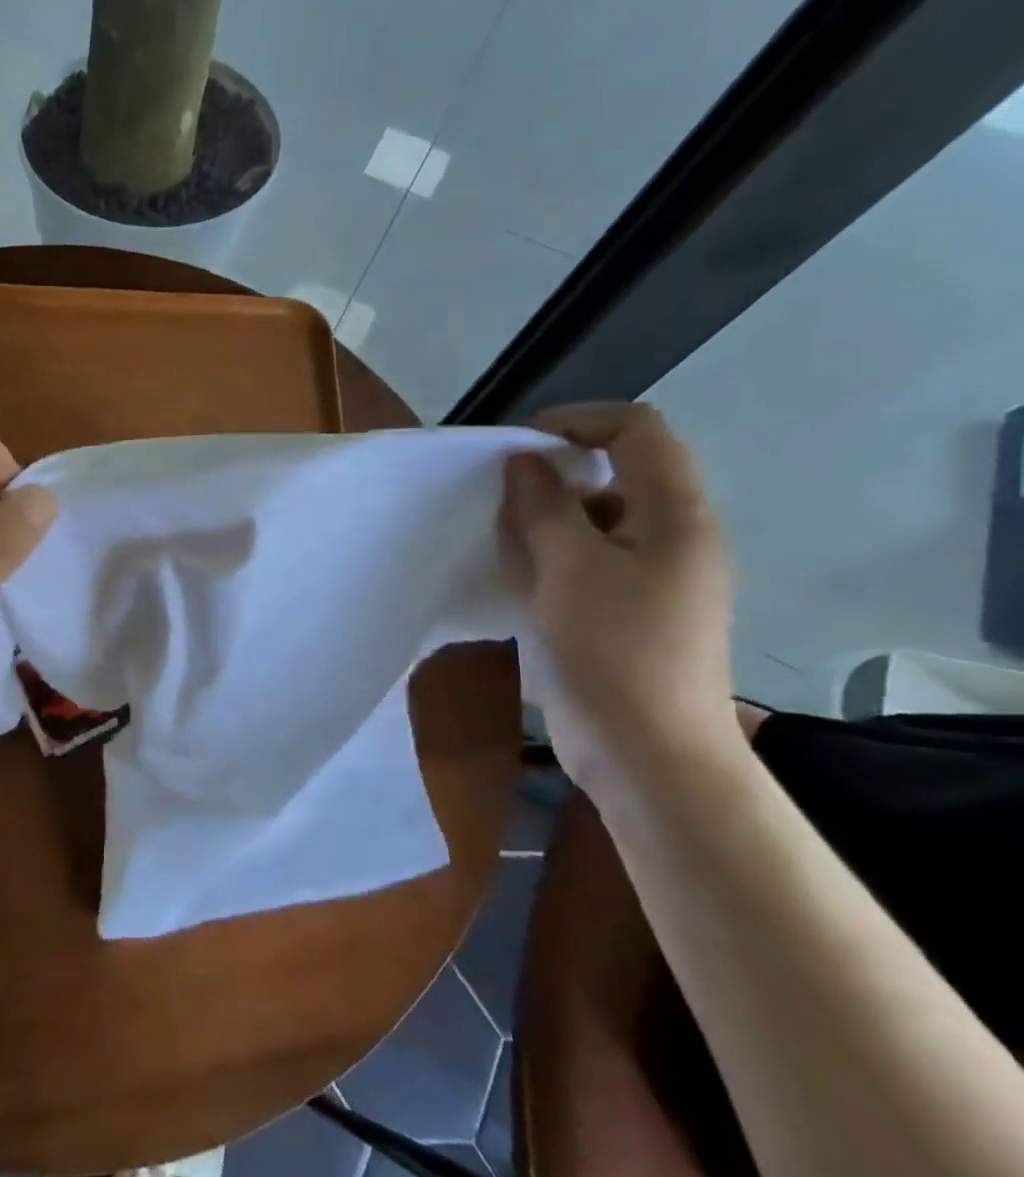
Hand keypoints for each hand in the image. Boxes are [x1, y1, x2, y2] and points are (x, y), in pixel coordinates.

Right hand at [500, 403, 743, 798]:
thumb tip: (524, 462)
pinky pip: (586, 560)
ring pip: (596, 519)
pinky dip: (549, 555)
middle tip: (499, 497)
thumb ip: (545, 508)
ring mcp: (652, 577)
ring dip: (545, 517)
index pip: (637, 431)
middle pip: (616, 472)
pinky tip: (513, 576)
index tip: (518, 448)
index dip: (578, 422)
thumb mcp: (570, 569)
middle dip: (553, 473)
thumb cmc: (614, 652)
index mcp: (676, 515)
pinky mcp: (626, 611)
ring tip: (499, 538)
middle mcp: (672, 536)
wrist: (648, 754)